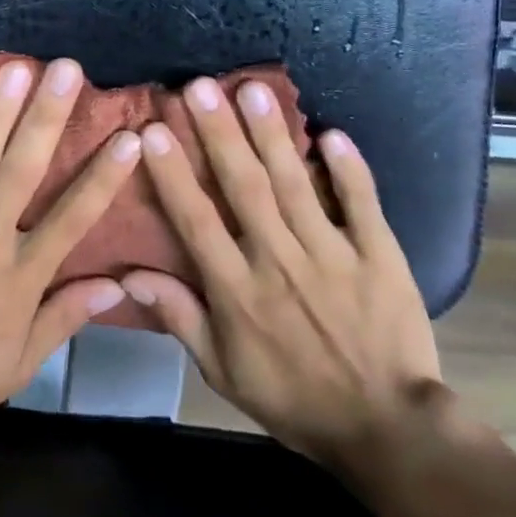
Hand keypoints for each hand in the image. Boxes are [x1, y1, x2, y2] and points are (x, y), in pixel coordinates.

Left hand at [0, 57, 140, 454]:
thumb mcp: (17, 366)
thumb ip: (64, 318)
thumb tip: (116, 284)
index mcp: (20, 277)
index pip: (73, 218)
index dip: (104, 176)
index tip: (130, 137)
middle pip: (24, 170)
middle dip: (48, 116)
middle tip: (66, 69)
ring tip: (17, 70)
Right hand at [120, 77, 442, 472]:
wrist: (385, 429)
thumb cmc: (294, 398)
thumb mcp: (224, 370)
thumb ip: (180, 317)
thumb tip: (130, 275)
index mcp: (238, 291)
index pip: (197, 221)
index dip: (173, 174)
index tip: (153, 131)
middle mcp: (279, 262)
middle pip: (245, 188)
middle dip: (220, 134)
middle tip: (200, 87)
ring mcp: (332, 255)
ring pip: (296, 185)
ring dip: (273, 136)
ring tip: (253, 91)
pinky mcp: (378, 255)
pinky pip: (362, 205)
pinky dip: (349, 169)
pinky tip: (332, 132)